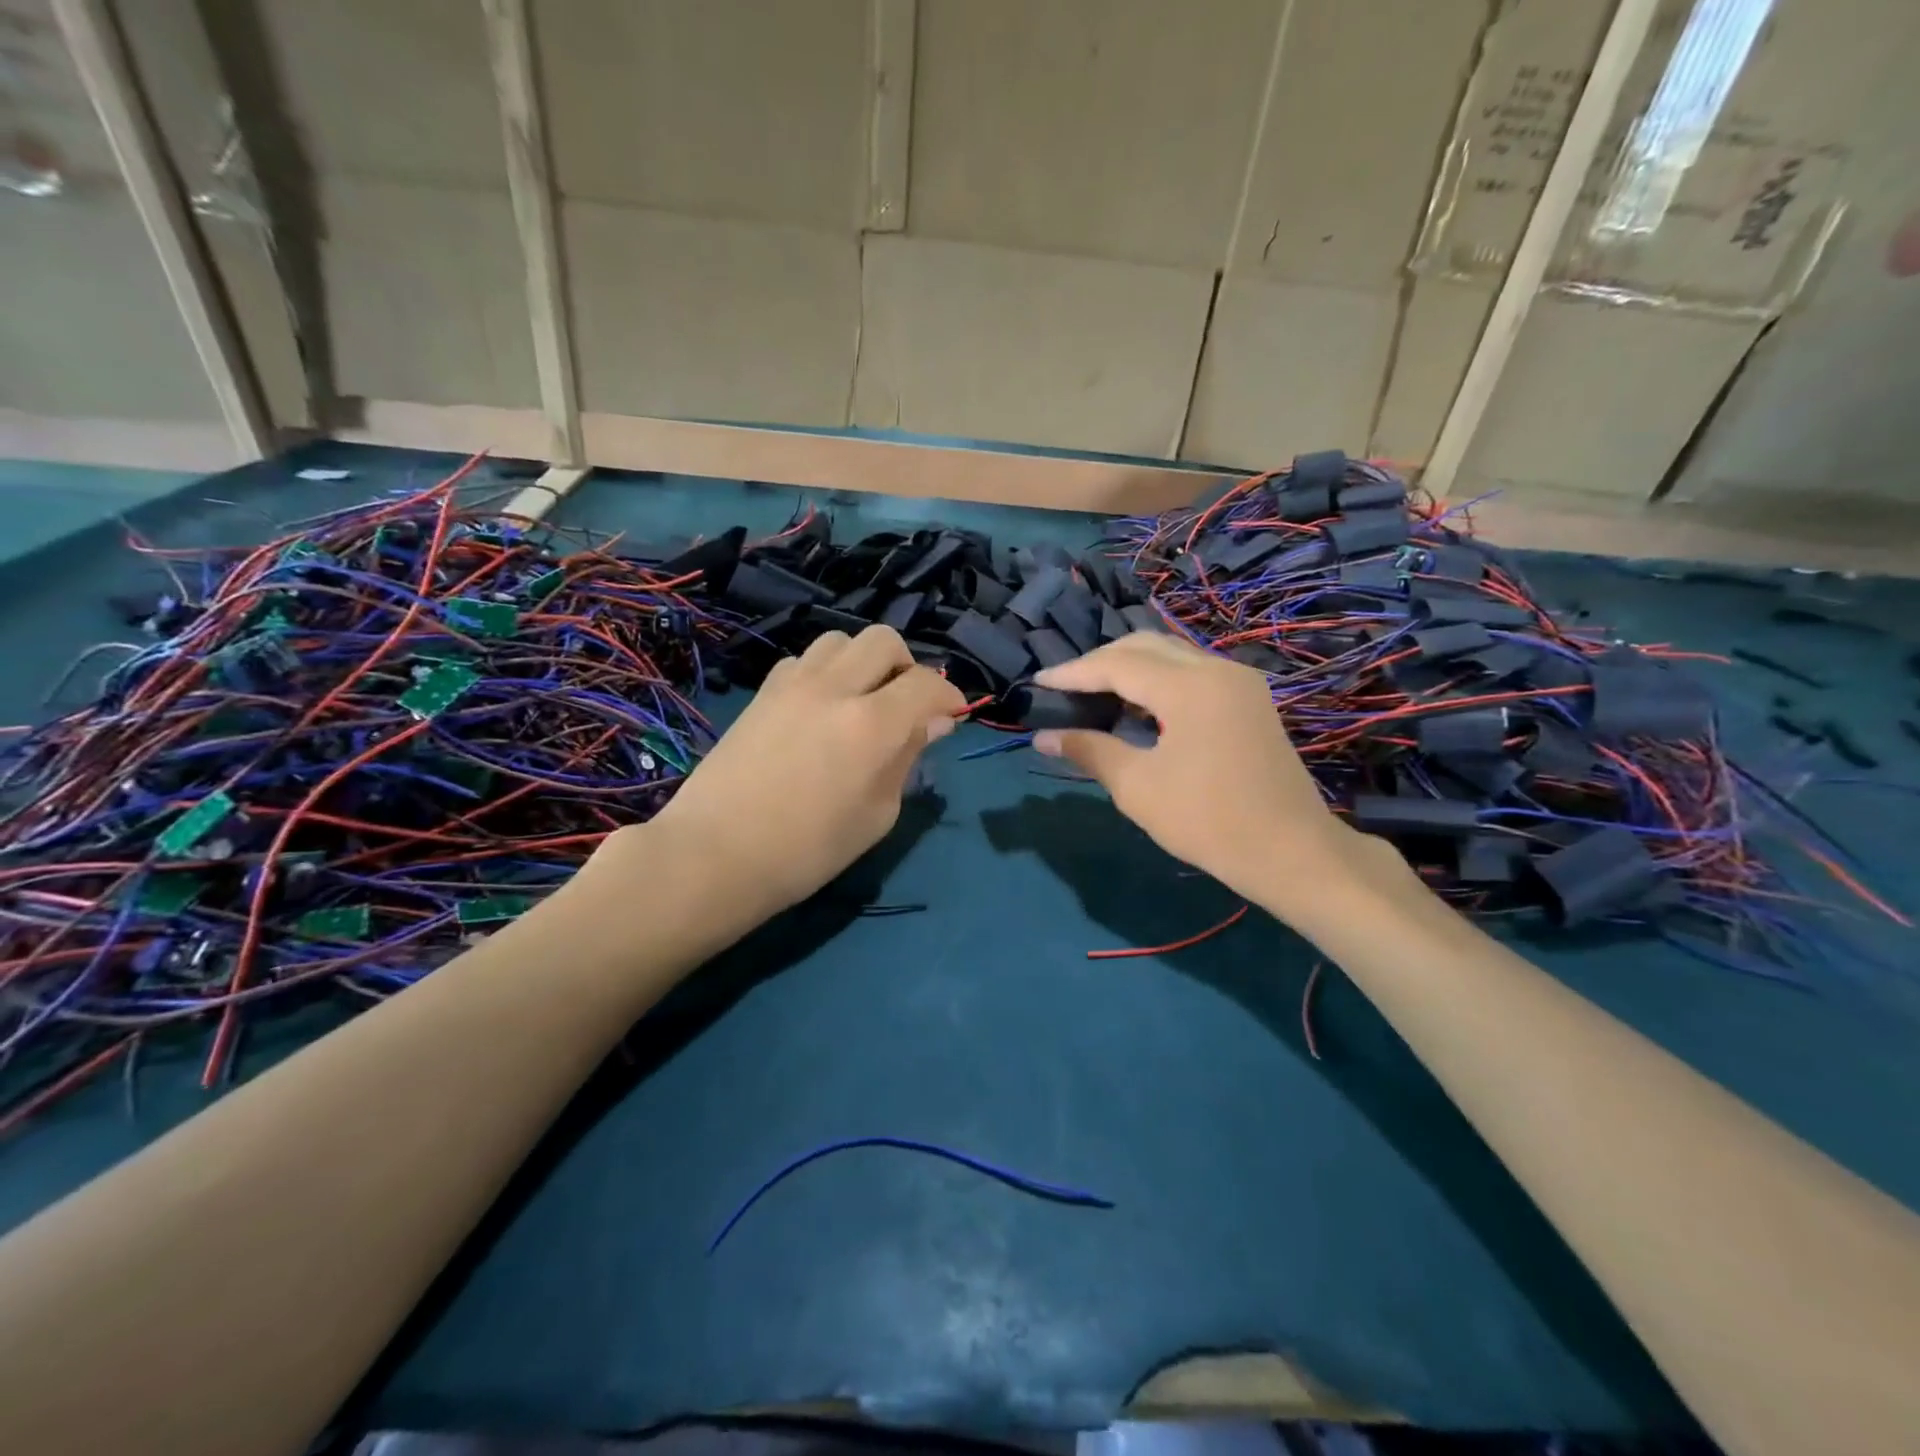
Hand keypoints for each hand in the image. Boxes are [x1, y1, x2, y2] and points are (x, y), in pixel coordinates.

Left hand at [644, 625, 963, 914]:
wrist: (715, 854)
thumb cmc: (807, 851)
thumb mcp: (877, 816)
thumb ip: (906, 760)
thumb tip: (930, 723)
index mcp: (872, 724)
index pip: (926, 684)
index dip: (949, 696)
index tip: (952, 716)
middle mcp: (835, 689)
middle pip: (884, 641)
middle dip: (907, 666)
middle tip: (906, 704)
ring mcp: (793, 685)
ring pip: (840, 640)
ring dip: (863, 662)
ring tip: (862, 699)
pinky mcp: (762, 693)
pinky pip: (804, 660)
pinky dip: (825, 672)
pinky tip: (820, 707)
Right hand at [1032, 633, 1393, 914]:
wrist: (1292, 852)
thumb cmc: (1209, 821)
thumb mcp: (1138, 787)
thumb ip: (1090, 751)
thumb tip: (1043, 738)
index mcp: (1189, 686)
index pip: (1117, 664)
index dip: (1073, 672)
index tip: (1039, 682)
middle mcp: (1216, 668)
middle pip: (1145, 645)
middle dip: (1100, 662)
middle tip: (1065, 687)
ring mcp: (1238, 680)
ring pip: (1171, 654)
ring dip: (1130, 667)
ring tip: (1094, 694)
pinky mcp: (1248, 698)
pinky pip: (1192, 671)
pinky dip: (1158, 679)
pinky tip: (1138, 706)